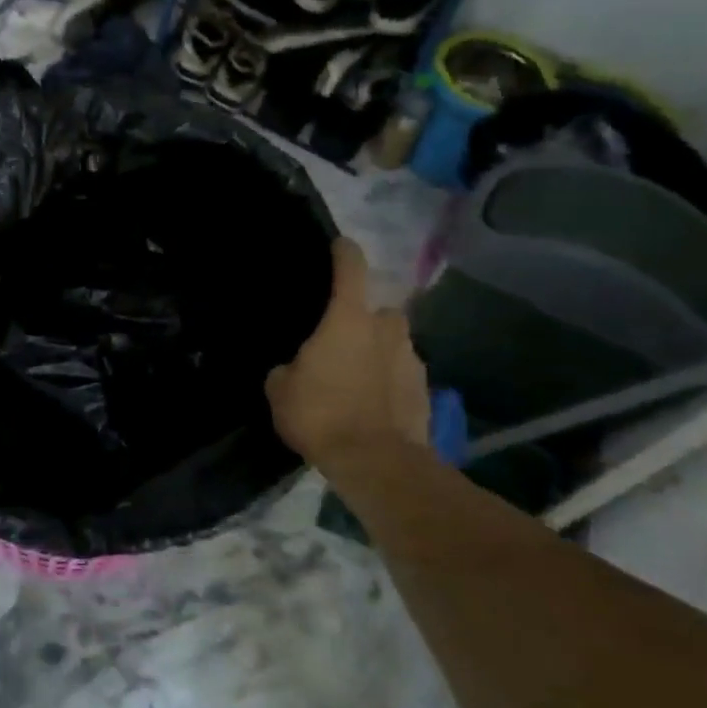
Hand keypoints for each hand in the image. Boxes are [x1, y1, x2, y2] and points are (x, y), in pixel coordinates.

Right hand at [266, 239, 429, 474]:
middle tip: (341, 340)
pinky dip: (389, 382)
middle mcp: (386, 329)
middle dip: (364, 319)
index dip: (344, 252)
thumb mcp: (280, 390)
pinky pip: (402, 374)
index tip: (340, 244)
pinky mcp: (426, 391)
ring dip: (378, 352)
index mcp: (348, 319)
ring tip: (355, 378)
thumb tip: (293, 368)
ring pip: (393, 343)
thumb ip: (287, 368)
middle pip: (378, 310)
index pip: (351, 268)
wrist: (377, 463)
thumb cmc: (321, 414)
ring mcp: (411, 360)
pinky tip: (373, 404)